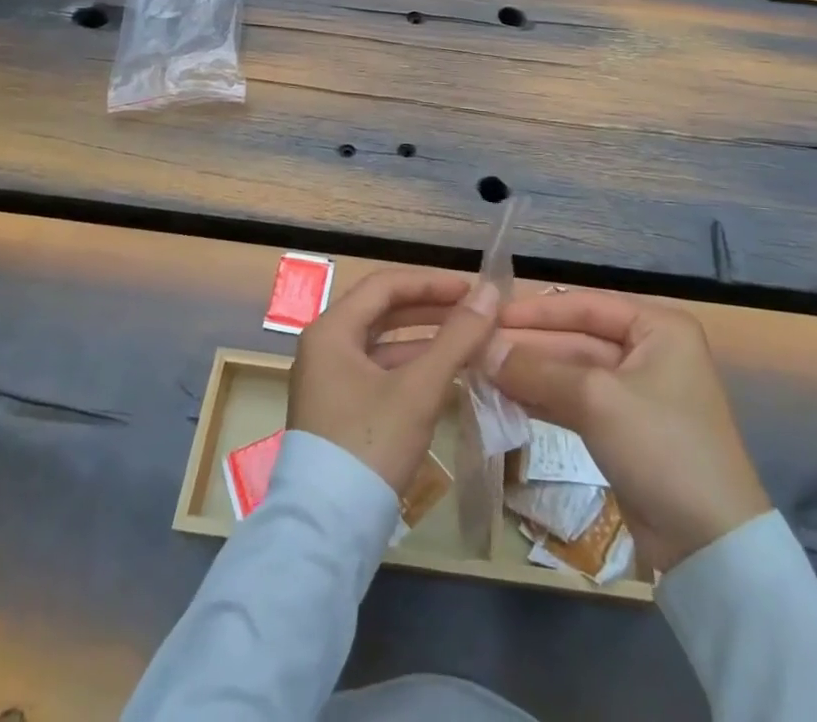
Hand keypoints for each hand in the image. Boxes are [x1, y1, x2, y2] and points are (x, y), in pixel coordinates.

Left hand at [288, 269, 499, 493]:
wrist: (327, 534)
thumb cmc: (370, 446)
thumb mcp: (419, 389)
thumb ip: (457, 338)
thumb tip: (491, 293)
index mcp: (331, 330)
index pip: (384, 286)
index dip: (430, 282)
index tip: (471, 289)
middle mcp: (324, 347)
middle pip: (382, 312)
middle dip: (429, 309)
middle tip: (473, 312)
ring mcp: (329, 381)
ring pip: (383, 344)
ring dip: (424, 340)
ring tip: (468, 341)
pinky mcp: (340, 410)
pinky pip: (380, 372)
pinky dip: (412, 369)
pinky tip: (446, 377)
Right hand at [488, 290, 769, 571]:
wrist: (711, 547)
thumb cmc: (662, 447)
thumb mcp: (597, 399)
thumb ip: (538, 369)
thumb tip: (482, 349)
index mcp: (657, 327)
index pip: (585, 304)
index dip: (536, 310)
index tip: (489, 314)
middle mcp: (648, 350)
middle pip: (576, 338)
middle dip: (528, 345)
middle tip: (476, 347)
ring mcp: (635, 392)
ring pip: (571, 372)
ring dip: (529, 373)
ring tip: (481, 371)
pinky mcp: (623, 429)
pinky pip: (575, 402)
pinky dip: (542, 399)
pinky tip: (504, 398)